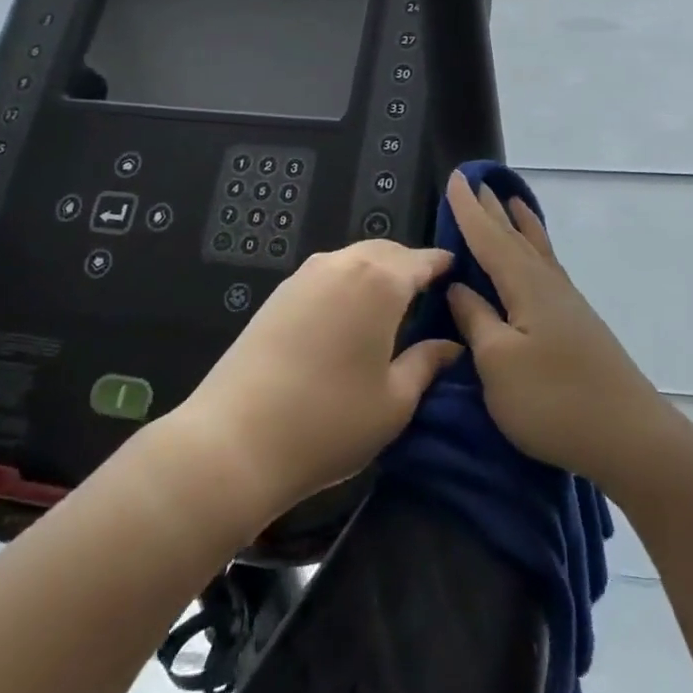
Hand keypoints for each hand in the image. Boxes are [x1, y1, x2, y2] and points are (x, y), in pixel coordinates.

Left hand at [168, 240, 460, 522]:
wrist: (235, 440)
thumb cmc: (330, 422)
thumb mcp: (394, 402)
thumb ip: (426, 364)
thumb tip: (451, 346)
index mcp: (380, 282)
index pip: (421, 261)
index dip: (442, 266)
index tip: (458, 272)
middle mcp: (343, 264)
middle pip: (386, 252)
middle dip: (409, 265)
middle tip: (427, 292)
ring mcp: (305, 276)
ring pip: (353, 259)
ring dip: (376, 271)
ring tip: (390, 304)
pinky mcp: (278, 294)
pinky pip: (327, 274)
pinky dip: (347, 282)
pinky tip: (349, 315)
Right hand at [443, 172, 675, 497]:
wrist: (629, 437)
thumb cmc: (553, 400)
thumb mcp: (498, 362)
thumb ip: (476, 319)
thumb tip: (458, 287)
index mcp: (525, 285)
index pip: (488, 237)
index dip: (468, 209)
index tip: (455, 176)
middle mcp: (548, 284)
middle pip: (515, 237)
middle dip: (493, 211)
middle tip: (478, 181)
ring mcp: (567, 304)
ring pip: (536, 251)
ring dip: (520, 225)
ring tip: (512, 202)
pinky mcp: (577, 325)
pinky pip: (547, 269)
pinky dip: (536, 251)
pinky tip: (536, 263)